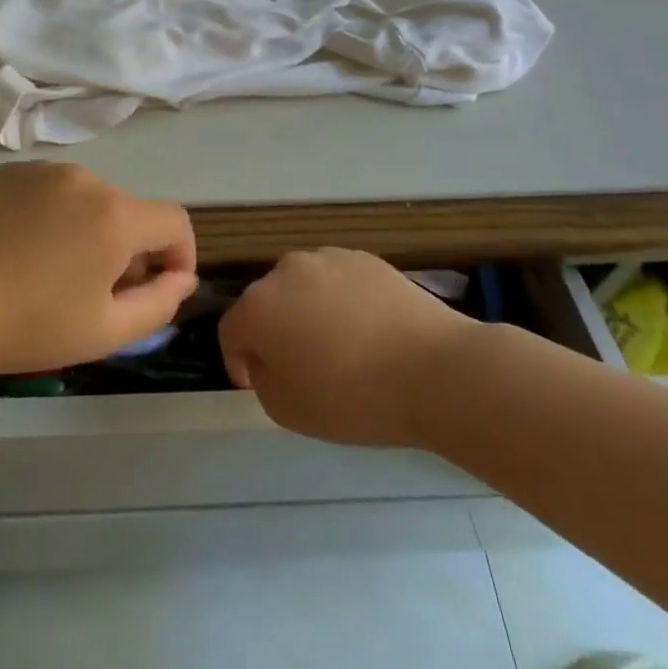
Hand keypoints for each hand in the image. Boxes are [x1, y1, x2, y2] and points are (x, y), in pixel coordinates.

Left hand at [0, 162, 197, 378]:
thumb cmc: (24, 326)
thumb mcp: (104, 332)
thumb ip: (159, 304)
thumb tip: (181, 278)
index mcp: (115, 214)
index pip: (175, 222)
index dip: (179, 256)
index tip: (158, 289)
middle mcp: (85, 178)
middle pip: (130, 211)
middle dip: (130, 250)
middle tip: (99, 294)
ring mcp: (42, 170)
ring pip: (90, 200)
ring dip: (91, 231)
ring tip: (55, 273)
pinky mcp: (6, 172)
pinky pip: (52, 191)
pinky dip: (55, 216)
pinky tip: (23, 251)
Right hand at [218, 249, 474, 447]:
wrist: (437, 371)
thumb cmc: (354, 398)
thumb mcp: (287, 410)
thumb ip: (262, 378)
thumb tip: (268, 357)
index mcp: (258, 306)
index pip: (231, 332)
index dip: (237, 361)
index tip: (254, 383)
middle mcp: (285, 271)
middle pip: (266, 303)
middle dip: (274, 332)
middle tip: (299, 366)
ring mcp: (328, 258)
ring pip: (302, 288)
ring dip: (307, 312)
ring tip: (338, 347)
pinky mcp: (365, 258)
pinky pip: (338, 282)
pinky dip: (342, 302)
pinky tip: (367, 332)